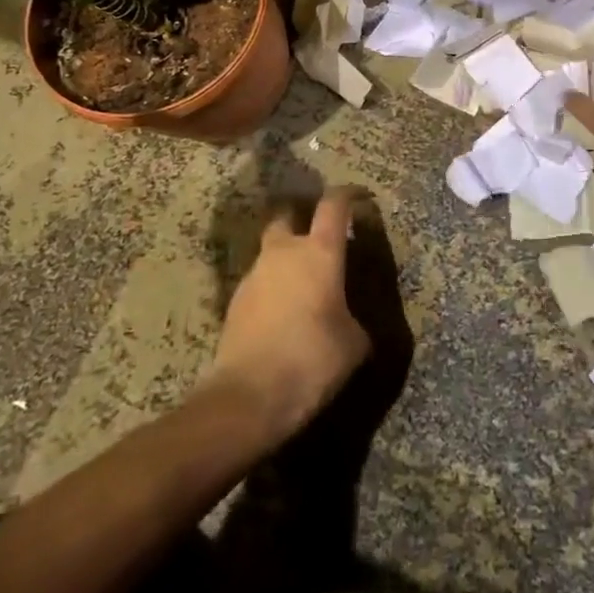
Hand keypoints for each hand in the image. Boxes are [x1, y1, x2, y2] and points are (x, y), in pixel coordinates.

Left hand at [209, 188, 370, 439]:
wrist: (248, 397)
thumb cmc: (313, 358)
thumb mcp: (354, 343)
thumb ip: (353, 317)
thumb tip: (347, 319)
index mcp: (321, 252)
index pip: (334, 204)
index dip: (348, 195)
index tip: (359, 198)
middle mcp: (284, 253)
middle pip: (287, 216)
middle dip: (301, 219)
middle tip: (318, 237)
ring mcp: (254, 276)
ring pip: (270, 253)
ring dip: (285, 261)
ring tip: (302, 288)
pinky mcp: (234, 303)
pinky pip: (259, 284)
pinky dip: (272, 290)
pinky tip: (282, 317)